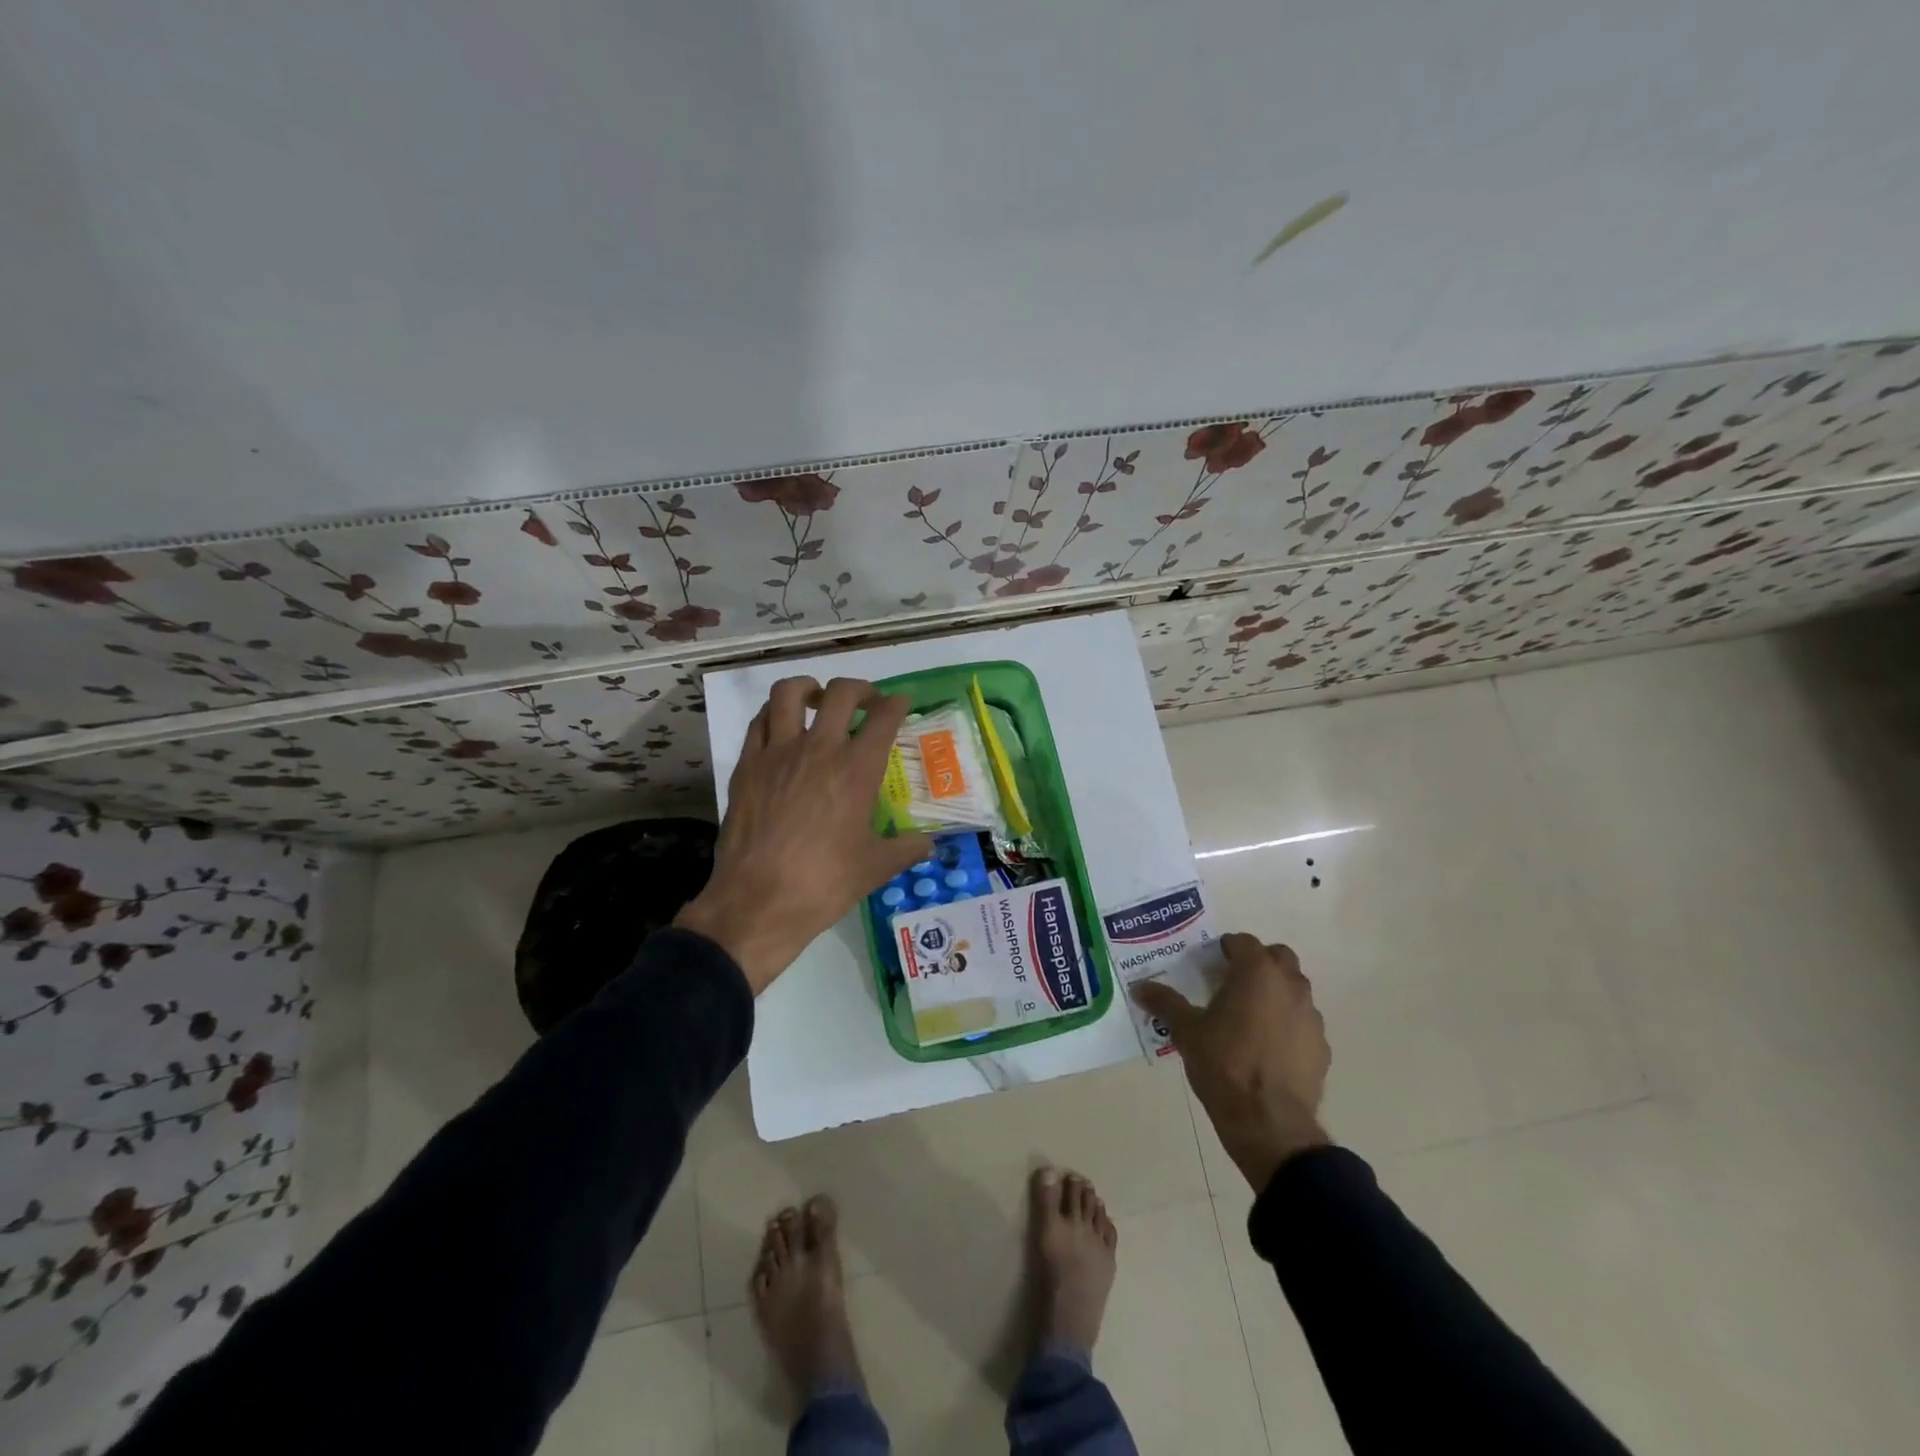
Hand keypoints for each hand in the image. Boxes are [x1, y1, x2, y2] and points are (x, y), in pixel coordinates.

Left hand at [675, 676, 932, 994]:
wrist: (758, 902)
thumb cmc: (825, 884)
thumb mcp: (875, 868)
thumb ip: (906, 849)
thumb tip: (930, 845)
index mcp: (857, 769)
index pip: (883, 717)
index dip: (897, 703)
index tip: (901, 703)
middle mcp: (819, 749)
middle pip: (840, 693)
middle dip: (860, 689)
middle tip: (865, 701)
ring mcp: (777, 753)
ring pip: (789, 693)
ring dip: (808, 688)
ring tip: (817, 700)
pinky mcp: (746, 765)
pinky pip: (759, 722)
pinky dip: (775, 715)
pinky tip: (782, 729)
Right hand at [1132, 933, 1330, 1192]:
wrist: (1269, 1122)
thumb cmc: (1224, 1065)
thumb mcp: (1186, 1031)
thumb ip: (1165, 1003)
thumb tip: (1139, 987)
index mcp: (1256, 973)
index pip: (1243, 942)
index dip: (1226, 948)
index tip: (1210, 964)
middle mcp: (1289, 986)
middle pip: (1278, 958)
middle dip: (1258, 963)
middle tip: (1232, 982)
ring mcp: (1310, 1017)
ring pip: (1295, 990)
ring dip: (1275, 992)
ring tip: (1249, 1017)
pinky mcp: (1321, 1047)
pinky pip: (1303, 1023)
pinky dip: (1288, 1024)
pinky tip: (1267, 1047)